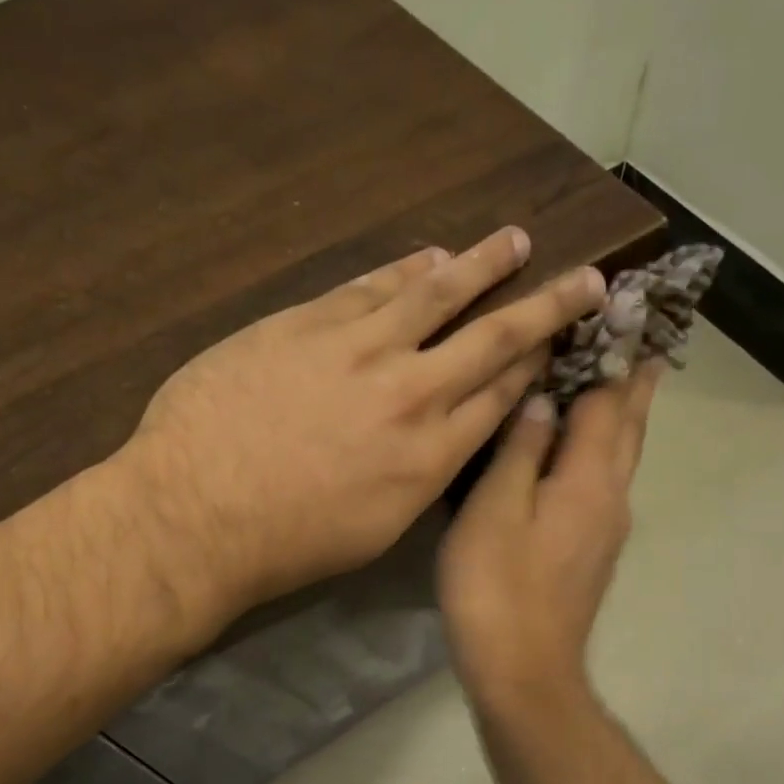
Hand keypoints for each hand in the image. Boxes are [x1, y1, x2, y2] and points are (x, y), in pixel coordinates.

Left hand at [119, 228, 607, 623]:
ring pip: (437, 293)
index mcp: (432, 456)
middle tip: (587, 277)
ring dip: (481, 264)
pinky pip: (370, 286)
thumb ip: (419, 476)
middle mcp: (413, 394)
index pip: (501, 396)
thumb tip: (440, 437)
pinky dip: (404, 268)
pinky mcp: (307, 323)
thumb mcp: (376, 529)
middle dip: (546, 305)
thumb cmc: (288, 542)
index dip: (537, 365)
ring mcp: (360, 350)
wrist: (197, 515)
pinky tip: (429, 256)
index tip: (563, 341)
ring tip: (513, 241)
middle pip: (494, 338)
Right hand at [437, 365, 661, 705]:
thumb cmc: (499, 586)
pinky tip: (583, 450)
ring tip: (622, 381)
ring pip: (622, 456)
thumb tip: (540, 400)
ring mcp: (605, 529)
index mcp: (590, 479)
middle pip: (630, 427)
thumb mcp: (496, 510)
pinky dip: (603, 450)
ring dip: (625, 414)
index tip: (627, 310)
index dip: (615, 353)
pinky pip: (605, 482)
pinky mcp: (591, 553)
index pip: (610, 400)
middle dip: (637, 381)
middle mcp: (611, 497)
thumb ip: (519, 450)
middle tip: (644, 337)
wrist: (523, 670)